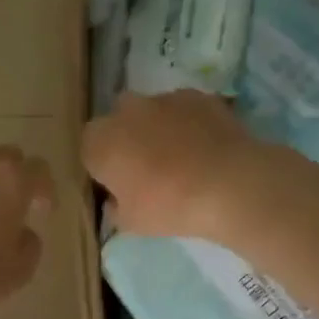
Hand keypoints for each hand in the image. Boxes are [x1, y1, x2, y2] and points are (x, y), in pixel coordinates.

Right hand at [82, 91, 256, 240]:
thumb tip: (116, 199)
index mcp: (101, 141)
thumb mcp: (131, 223)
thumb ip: (115, 208)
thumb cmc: (169, 206)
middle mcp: (126, 111)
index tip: (118, 185)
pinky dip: (188, 124)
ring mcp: (164, 98)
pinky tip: (204, 148)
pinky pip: (183, 110)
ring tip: (182, 159)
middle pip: (118, 123)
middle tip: (147, 169)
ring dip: (158, 129)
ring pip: (151, 113)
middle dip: (127, 140)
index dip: (102, 166)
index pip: (89, 149)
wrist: (229, 184)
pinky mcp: (198, 96)